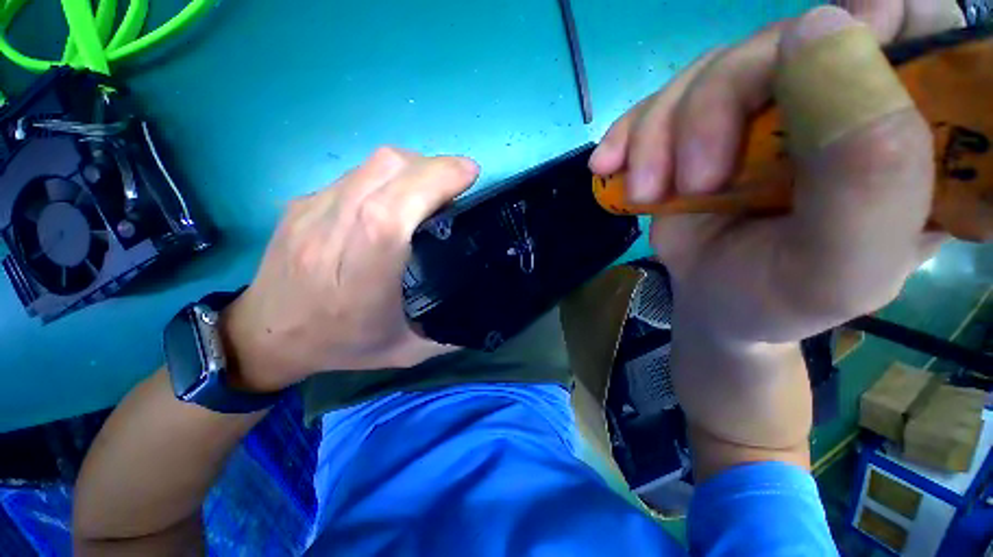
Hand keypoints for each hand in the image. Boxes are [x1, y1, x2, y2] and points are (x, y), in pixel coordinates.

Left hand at [221, 148, 479, 392]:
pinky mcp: (302, 203)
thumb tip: (485, 313)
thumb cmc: (341, 346)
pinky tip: (401, 193)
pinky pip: (357, 173)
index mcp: (359, 281)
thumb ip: (449, 334)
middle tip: (461, 179)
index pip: (390, 215)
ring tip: (435, 183)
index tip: (468, 174)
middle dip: (433, 166)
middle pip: (384, 173)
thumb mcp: (405, 350)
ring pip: (371, 165)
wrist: (265, 336)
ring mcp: (310, 214)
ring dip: (414, 165)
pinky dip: (390, 174)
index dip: (431, 183)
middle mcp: (330, 238)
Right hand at [589, 1, 960, 454]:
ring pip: (704, 76)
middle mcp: (830, 91)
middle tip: (685, 177)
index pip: (902, 12)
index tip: (820, 47)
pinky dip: (634, 133)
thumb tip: (830, 34)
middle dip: (720, 100)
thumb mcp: (846, 252)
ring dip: (664, 129)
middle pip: (776, 42)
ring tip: (644, 188)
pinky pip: (660, 108)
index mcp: (895, 113)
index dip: (867, 12)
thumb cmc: (783, 301)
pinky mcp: (697, 136)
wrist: (724, 312)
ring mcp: (757, 109)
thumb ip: (875, 155)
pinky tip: (614, 170)